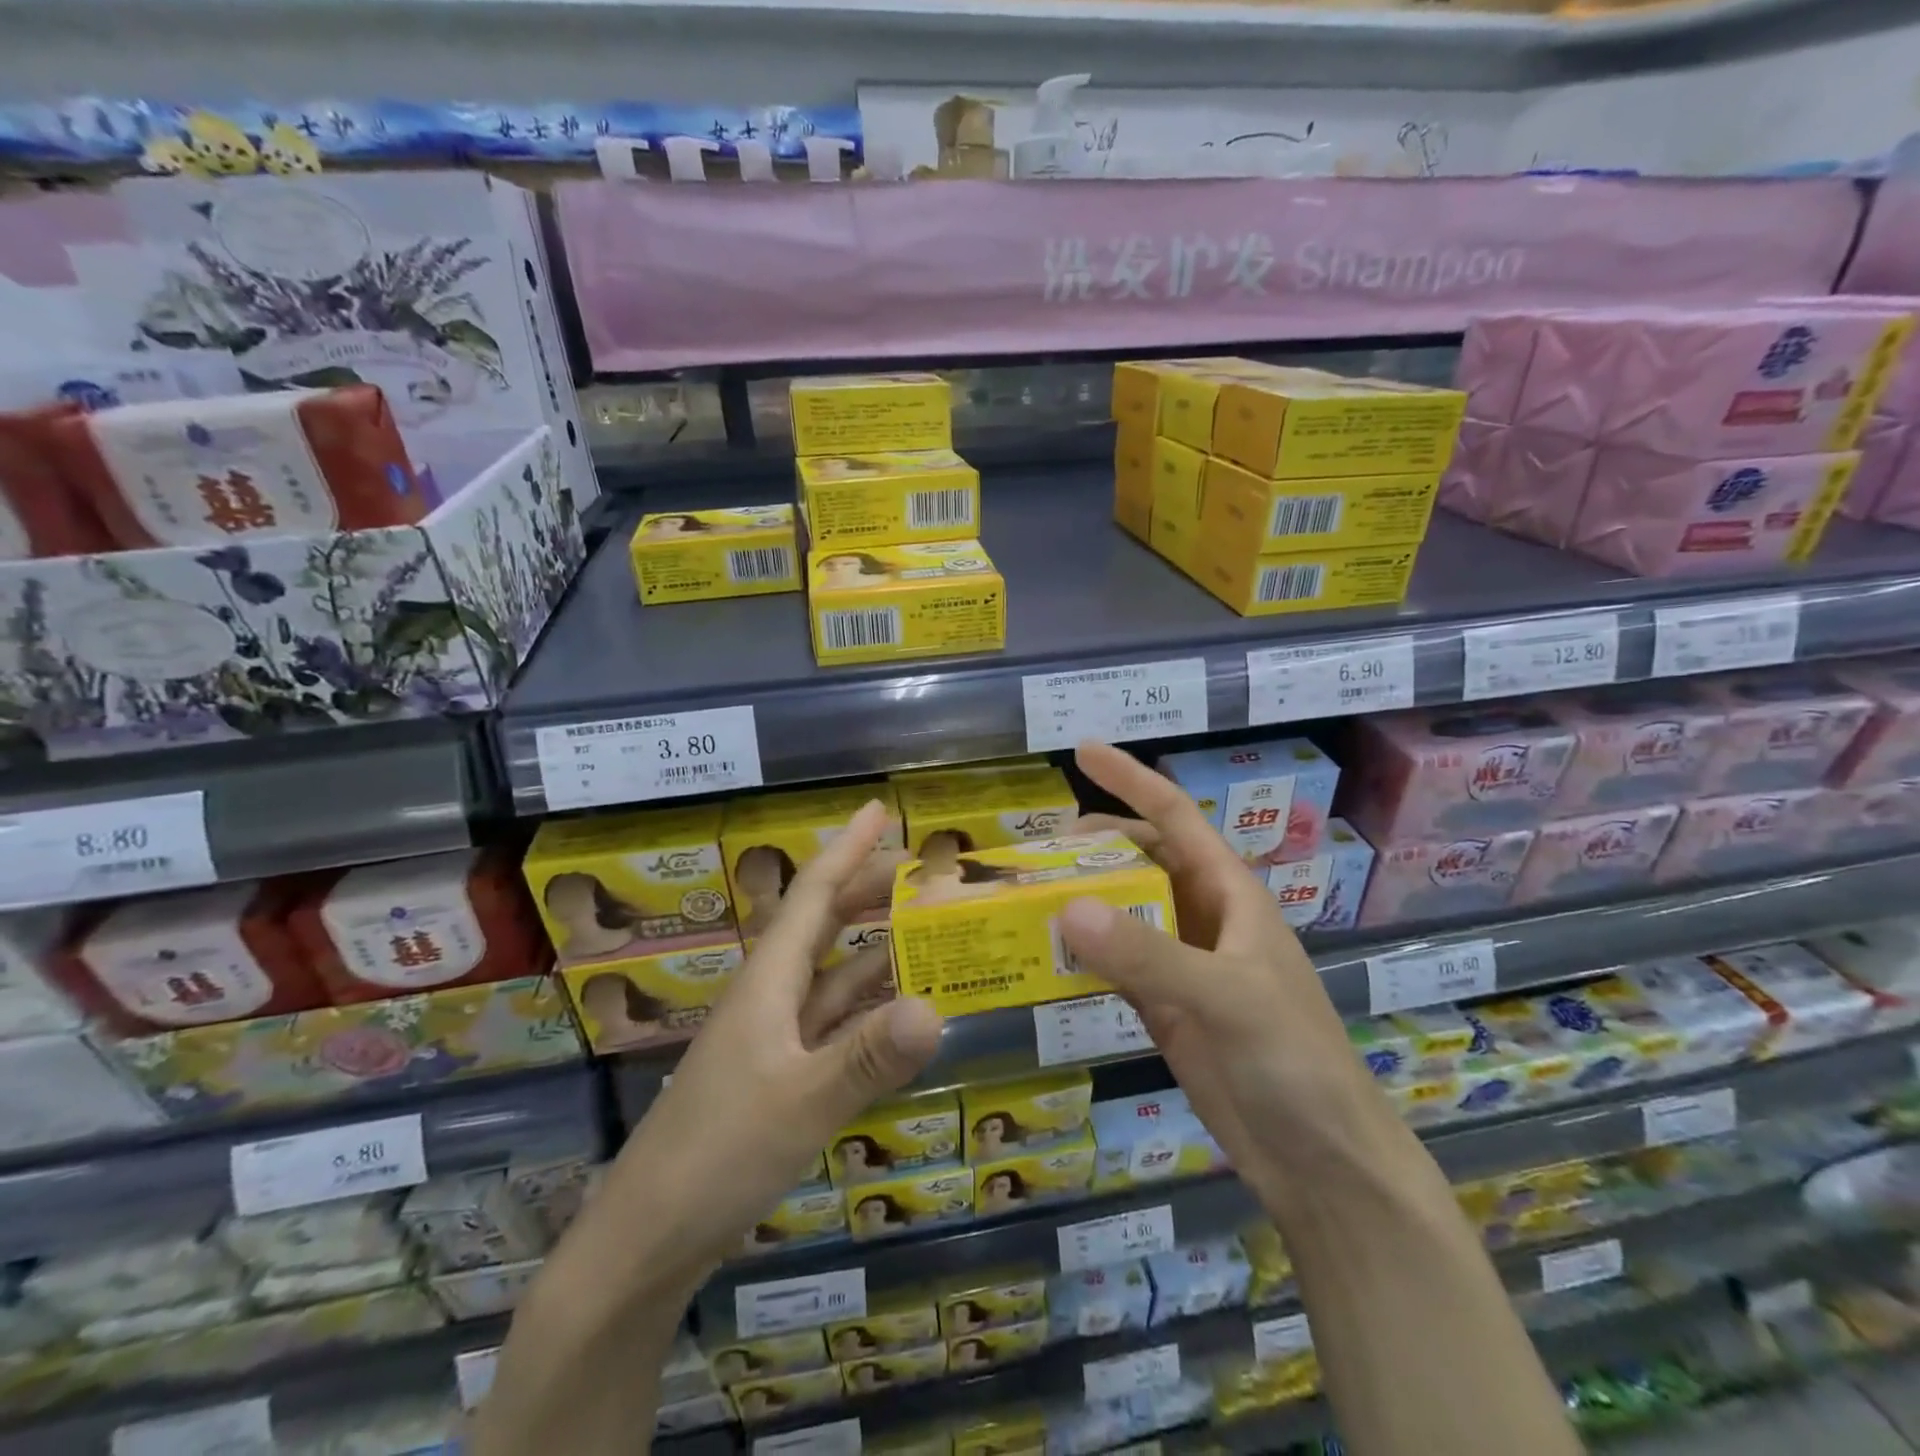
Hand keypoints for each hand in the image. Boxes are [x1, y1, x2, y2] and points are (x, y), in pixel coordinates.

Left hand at [601, 800, 943, 1277]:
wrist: (645, 1242)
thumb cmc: (716, 1156)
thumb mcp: (801, 1104)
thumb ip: (868, 1057)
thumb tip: (937, 1007)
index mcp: (767, 982)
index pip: (813, 894)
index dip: (847, 848)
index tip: (880, 809)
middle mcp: (770, 998)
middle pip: (824, 925)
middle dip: (869, 890)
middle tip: (923, 870)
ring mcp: (773, 1040)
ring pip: (832, 975)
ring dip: (875, 949)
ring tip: (926, 931)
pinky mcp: (779, 1078)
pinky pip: (834, 1023)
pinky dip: (868, 1008)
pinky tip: (899, 1012)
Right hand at [1059, 742, 1388, 1208]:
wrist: (1322, 1161)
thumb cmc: (1294, 1062)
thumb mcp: (1227, 999)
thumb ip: (1148, 955)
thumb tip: (1066, 909)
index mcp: (1230, 894)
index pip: (1174, 817)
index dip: (1131, 779)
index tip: (1082, 751)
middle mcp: (1203, 917)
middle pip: (1141, 859)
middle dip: (1093, 844)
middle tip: (1033, 846)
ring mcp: (1182, 963)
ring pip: (1123, 910)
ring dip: (1081, 897)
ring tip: (1026, 891)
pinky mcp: (1163, 1006)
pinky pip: (1113, 963)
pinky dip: (1080, 952)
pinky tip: (1044, 952)